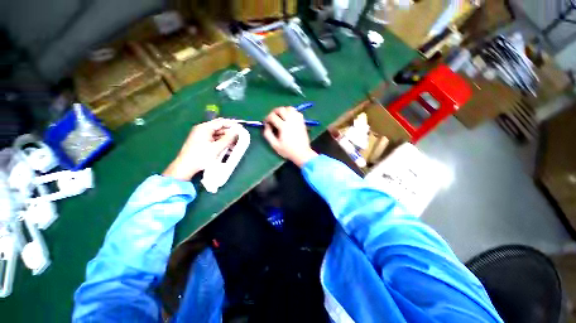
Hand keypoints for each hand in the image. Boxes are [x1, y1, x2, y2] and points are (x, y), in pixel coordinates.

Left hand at [163, 119, 237, 180]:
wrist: (185, 167)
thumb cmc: (201, 157)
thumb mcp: (217, 148)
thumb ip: (228, 139)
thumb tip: (236, 131)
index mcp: (204, 128)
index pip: (221, 122)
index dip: (232, 124)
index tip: (241, 127)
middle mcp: (202, 130)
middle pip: (220, 128)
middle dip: (230, 133)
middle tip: (240, 138)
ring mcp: (202, 136)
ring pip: (218, 135)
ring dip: (227, 139)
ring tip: (236, 145)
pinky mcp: (202, 142)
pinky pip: (215, 140)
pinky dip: (222, 143)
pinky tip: (228, 149)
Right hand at [263, 106, 317, 166]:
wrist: (302, 153)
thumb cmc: (288, 151)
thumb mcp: (275, 145)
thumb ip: (268, 134)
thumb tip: (266, 125)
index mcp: (283, 126)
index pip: (273, 116)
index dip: (267, 118)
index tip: (266, 123)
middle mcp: (291, 121)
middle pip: (281, 109)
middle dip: (274, 112)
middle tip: (272, 118)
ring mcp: (298, 120)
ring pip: (290, 108)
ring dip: (283, 110)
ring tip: (280, 116)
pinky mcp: (302, 122)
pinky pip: (296, 112)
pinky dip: (291, 112)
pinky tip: (289, 118)